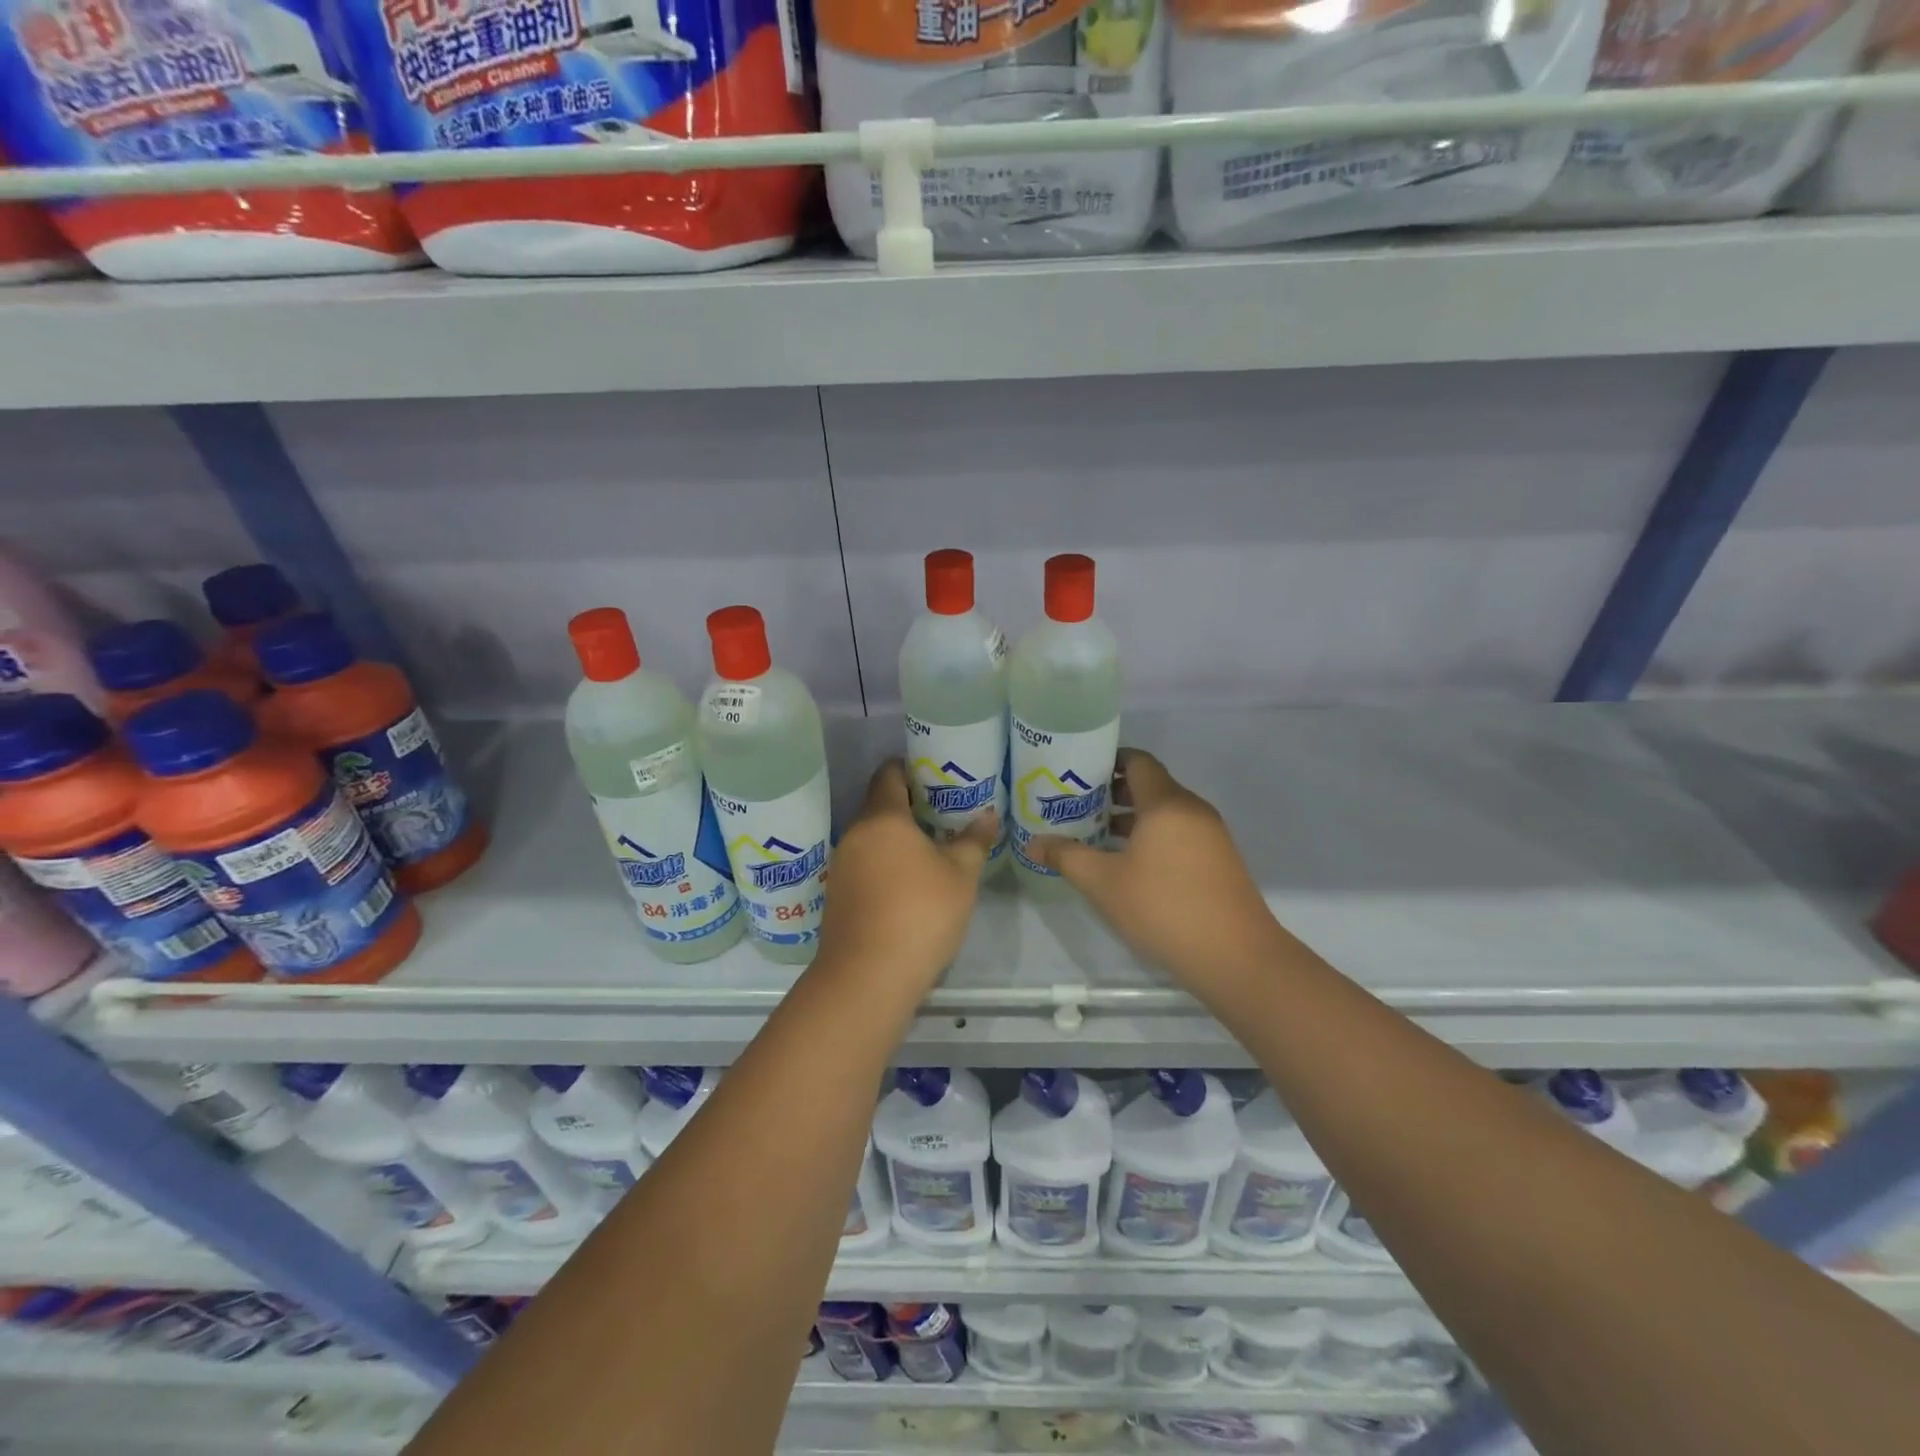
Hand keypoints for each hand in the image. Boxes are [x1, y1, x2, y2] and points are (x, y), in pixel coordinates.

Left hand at [816, 760, 997, 993]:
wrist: (868, 976)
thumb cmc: (920, 913)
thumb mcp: (960, 876)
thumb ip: (973, 841)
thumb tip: (988, 815)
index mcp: (883, 818)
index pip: (889, 774)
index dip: (910, 768)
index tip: (934, 774)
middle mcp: (855, 835)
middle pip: (879, 807)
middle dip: (909, 807)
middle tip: (943, 813)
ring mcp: (841, 867)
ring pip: (871, 839)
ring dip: (896, 840)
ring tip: (930, 849)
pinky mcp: (837, 896)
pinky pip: (863, 866)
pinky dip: (884, 865)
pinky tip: (907, 885)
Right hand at [1030, 748, 1278, 989]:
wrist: (1236, 957)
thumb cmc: (1163, 908)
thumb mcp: (1103, 883)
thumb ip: (1066, 857)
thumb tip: (1032, 843)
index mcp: (1166, 803)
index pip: (1137, 761)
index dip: (1107, 761)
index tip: (1077, 772)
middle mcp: (1192, 809)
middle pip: (1150, 785)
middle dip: (1112, 792)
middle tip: (1076, 806)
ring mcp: (1211, 835)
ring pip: (1164, 813)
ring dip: (1131, 819)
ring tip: (1095, 836)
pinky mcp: (1219, 861)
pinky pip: (1179, 833)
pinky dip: (1152, 837)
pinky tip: (1128, 864)